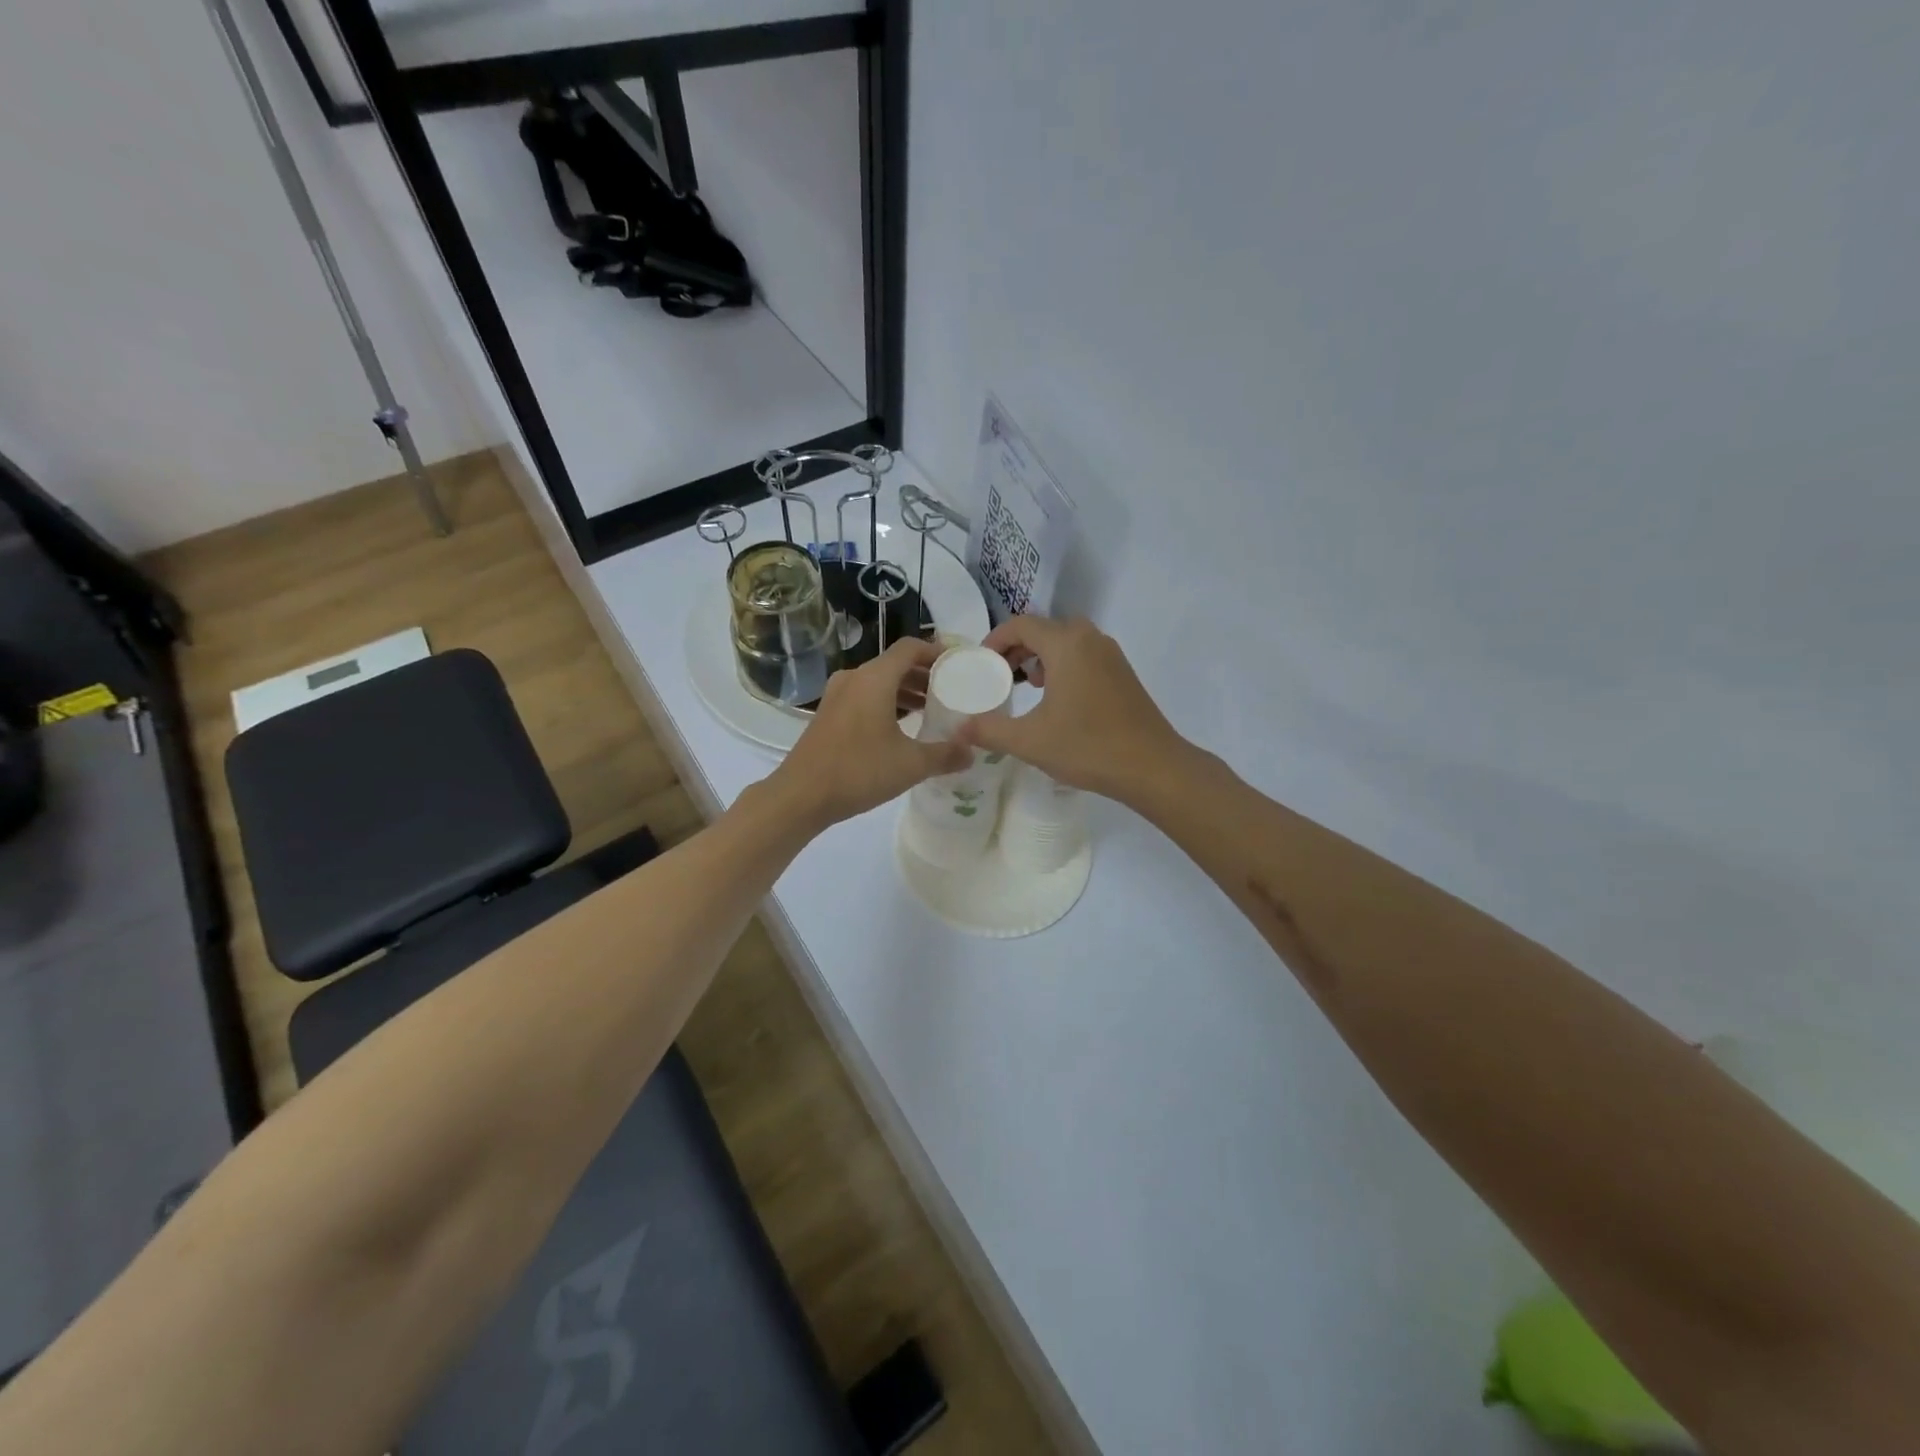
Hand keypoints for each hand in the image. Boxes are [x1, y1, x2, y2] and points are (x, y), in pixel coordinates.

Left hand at [770, 639, 971, 826]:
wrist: (801, 795)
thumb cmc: (859, 772)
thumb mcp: (910, 765)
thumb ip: (945, 755)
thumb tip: (971, 752)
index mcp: (875, 678)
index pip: (910, 648)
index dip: (937, 652)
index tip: (959, 666)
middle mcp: (854, 678)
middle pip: (895, 664)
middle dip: (924, 675)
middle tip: (951, 691)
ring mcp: (837, 695)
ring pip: (879, 682)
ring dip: (905, 691)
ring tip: (931, 710)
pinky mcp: (828, 714)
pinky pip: (864, 697)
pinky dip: (886, 703)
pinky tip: (902, 727)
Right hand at [953, 616, 1187, 799]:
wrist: (1153, 767)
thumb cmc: (1088, 747)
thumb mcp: (1030, 741)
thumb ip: (989, 730)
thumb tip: (957, 729)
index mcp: (1066, 645)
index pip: (1020, 625)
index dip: (994, 640)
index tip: (980, 665)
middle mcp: (1089, 639)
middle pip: (1043, 629)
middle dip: (1016, 649)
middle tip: (998, 677)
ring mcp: (1110, 654)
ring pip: (1065, 642)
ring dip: (1040, 657)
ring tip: (1024, 688)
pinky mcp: (1122, 672)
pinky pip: (1083, 655)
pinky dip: (1062, 666)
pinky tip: (1056, 700)